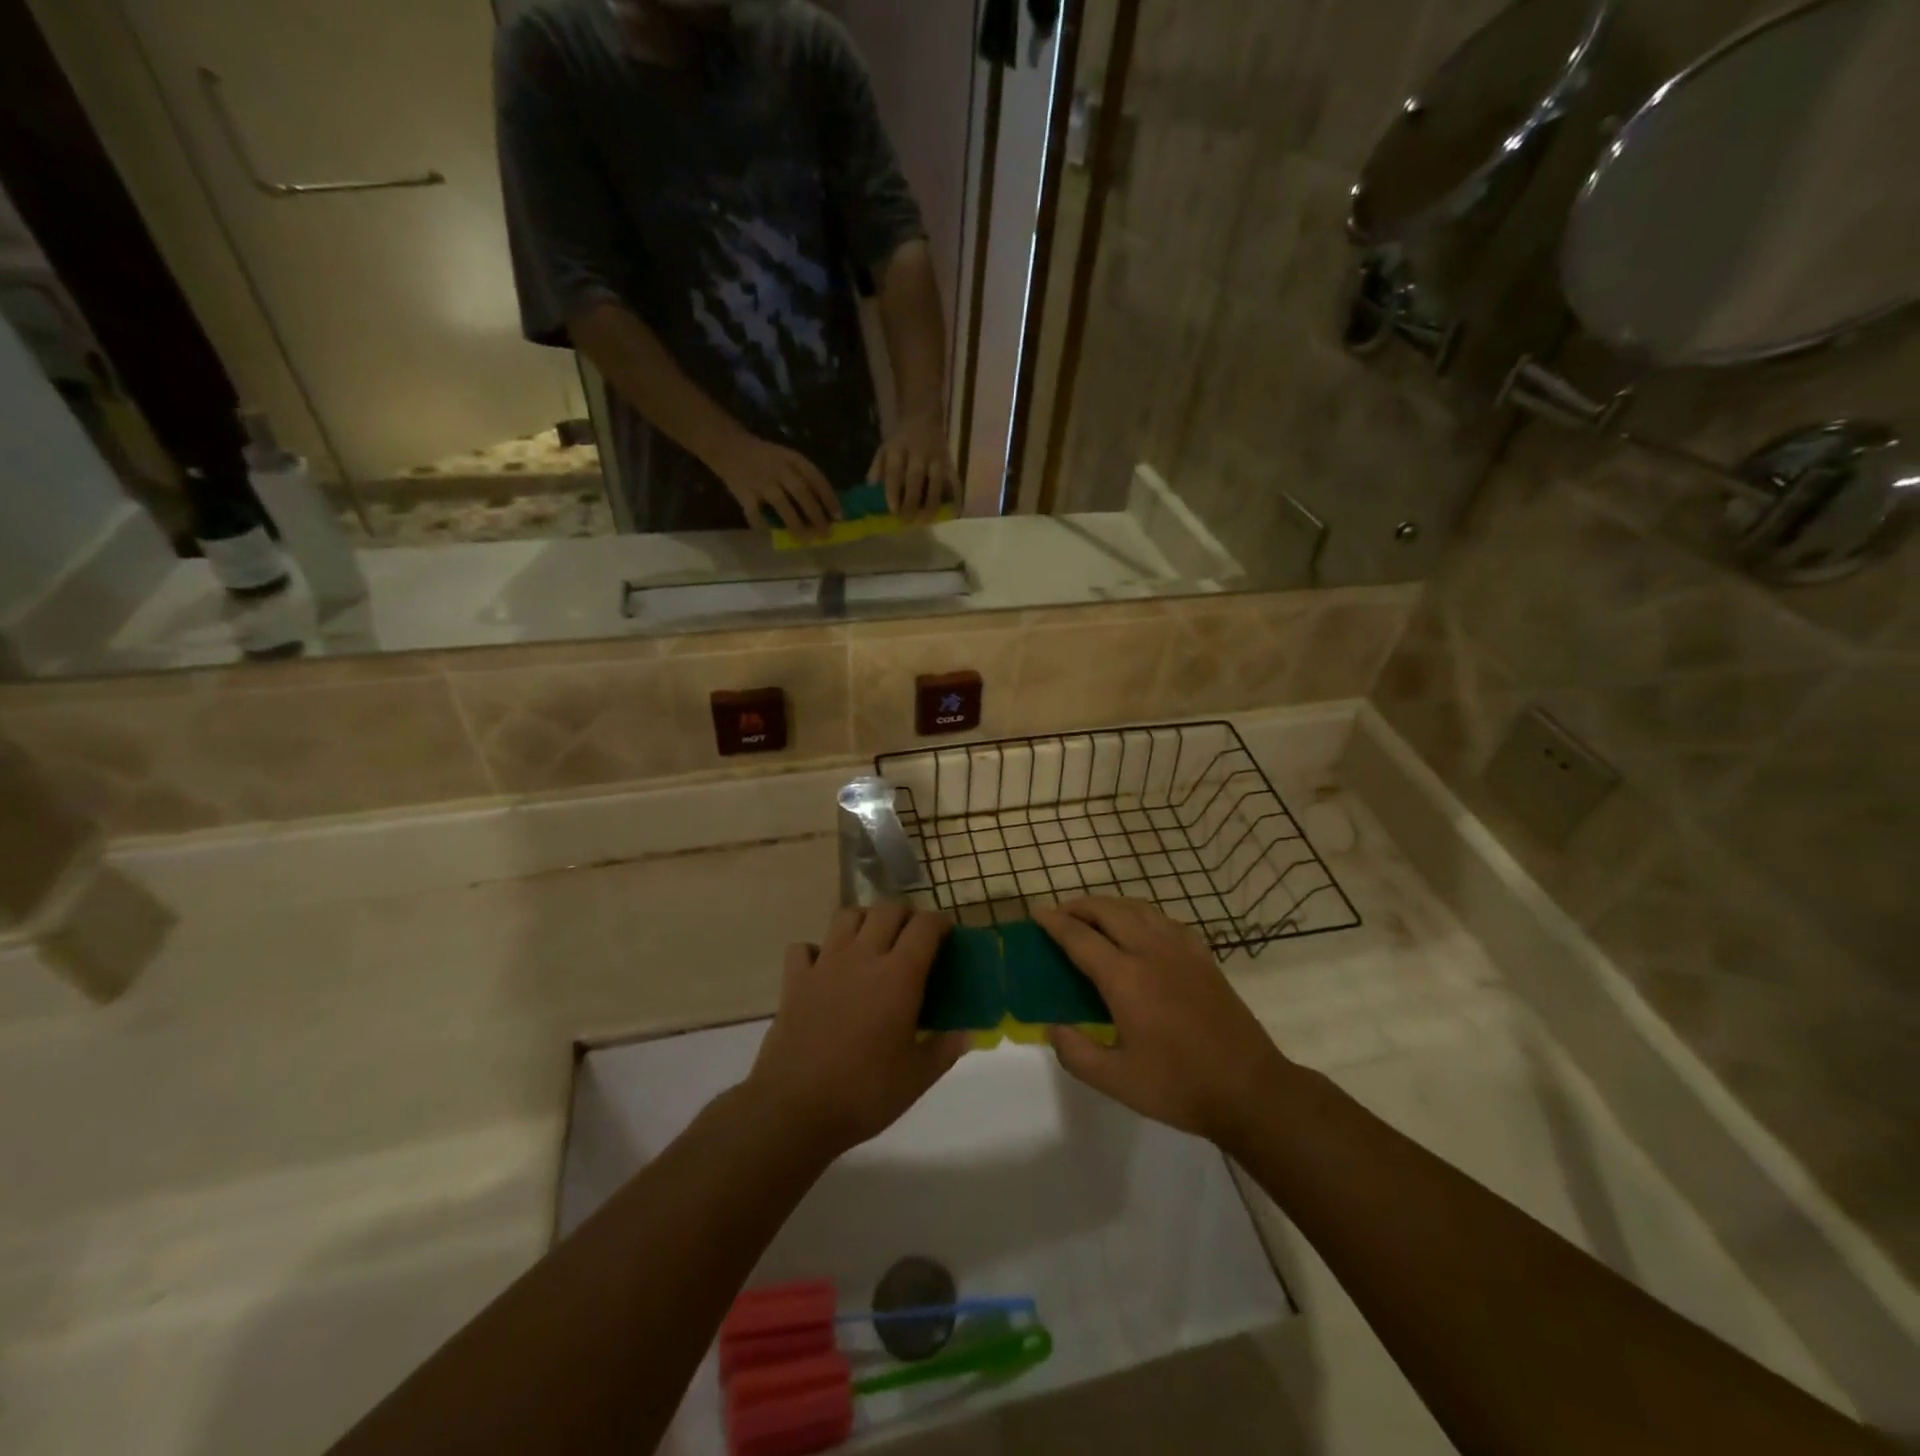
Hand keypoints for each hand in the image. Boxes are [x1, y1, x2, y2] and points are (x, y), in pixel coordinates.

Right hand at [709, 433, 841, 536]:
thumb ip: (803, 477)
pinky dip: (763, 525)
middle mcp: (778, 469)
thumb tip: (826, 505)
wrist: (728, 446)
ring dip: (796, 524)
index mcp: (792, 459)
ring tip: (806, 540)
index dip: (829, 498)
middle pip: (802, 493)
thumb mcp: (787, 457)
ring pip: (782, 505)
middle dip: (816, 515)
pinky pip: (754, 513)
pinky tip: (772, 535)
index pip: (816, 478)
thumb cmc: (765, 456)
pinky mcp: (744, 493)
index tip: (839, 516)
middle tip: (826, 533)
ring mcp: (761, 481)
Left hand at [747, 904, 968, 1159]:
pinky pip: (805, 947)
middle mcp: (863, 957)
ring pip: (847, 916)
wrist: (794, 1109)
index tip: (948, 934)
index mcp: (899, 976)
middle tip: (914, 938)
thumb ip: (945, 1049)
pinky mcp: (794, 980)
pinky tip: (825, 968)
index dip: (940, 923)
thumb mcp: (917, 1078)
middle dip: (906, 915)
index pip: (925, 926)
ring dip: (865, 920)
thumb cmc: (864, 1093)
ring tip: (873, 942)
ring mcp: (824, 964)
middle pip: (887, 910)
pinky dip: (817, 950)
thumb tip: (968, 1033)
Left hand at [870, 407, 956, 520]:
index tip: (892, 511)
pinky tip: (952, 512)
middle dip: (911, 501)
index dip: (893, 491)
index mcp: (898, 447)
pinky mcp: (950, 462)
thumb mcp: (884, 448)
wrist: (923, 414)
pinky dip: (955, 496)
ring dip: (932, 502)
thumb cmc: (900, 438)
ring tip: (926, 520)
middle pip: (915, 478)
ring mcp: (937, 457)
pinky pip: (954, 480)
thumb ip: (877, 470)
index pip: (895, 471)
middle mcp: (919, 451)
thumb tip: (871, 494)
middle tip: (907, 520)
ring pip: (936, 481)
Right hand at [1034, 898, 1290, 1145]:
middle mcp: (1151, 951)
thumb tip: (1052, 1027)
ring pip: (1138, 908)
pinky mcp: (1203, 957)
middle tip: (1060, 914)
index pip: (1080, 937)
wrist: (1250, 1089)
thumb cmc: (1179, 1086)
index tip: (1036, 914)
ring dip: (1110, 905)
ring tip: (1094, 916)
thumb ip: (1076, 1053)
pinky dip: (1142, 914)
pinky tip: (1140, 929)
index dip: (1054, 923)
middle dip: (1079, 905)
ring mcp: (1181, 950)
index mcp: (1125, 978)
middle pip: (1108, 910)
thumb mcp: (1117, 1081)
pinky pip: (1165, 920)